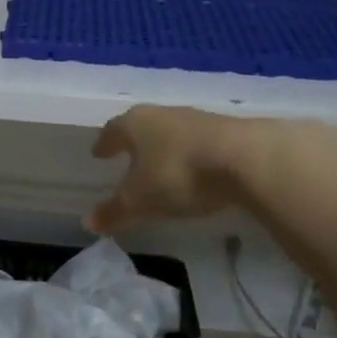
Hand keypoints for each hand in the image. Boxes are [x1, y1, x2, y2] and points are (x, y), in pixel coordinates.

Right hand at [85, 106, 261, 234]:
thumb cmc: (179, 174)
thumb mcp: (141, 201)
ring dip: (164, 147)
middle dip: (134, 142)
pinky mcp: (228, 130)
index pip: (112, 130)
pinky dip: (191, 154)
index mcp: (135, 124)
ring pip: (172, 132)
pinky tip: (194, 169)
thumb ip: (114, 211)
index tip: (98, 153)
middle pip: (142, 127)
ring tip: (160, 165)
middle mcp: (163, 114)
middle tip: (127, 156)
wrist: (248, 159)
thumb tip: (88, 223)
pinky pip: (199, 142)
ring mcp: (197, 119)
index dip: (105, 144)